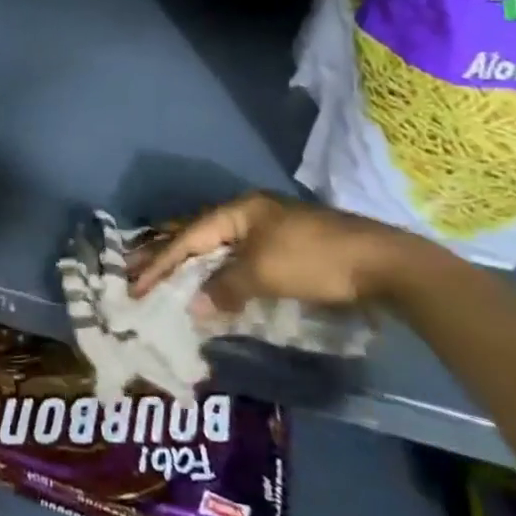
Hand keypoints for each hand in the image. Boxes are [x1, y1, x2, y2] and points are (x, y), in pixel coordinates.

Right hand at [128, 192, 409, 315]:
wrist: (382, 264)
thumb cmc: (315, 261)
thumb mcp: (264, 273)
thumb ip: (224, 287)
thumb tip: (194, 305)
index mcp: (239, 210)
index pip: (189, 236)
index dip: (160, 261)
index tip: (136, 284)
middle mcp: (250, 213)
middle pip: (199, 234)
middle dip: (167, 253)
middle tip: (133, 269)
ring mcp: (270, 229)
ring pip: (219, 247)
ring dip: (192, 264)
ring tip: (164, 277)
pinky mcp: (287, 248)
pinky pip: (239, 258)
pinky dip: (219, 272)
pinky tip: (212, 284)